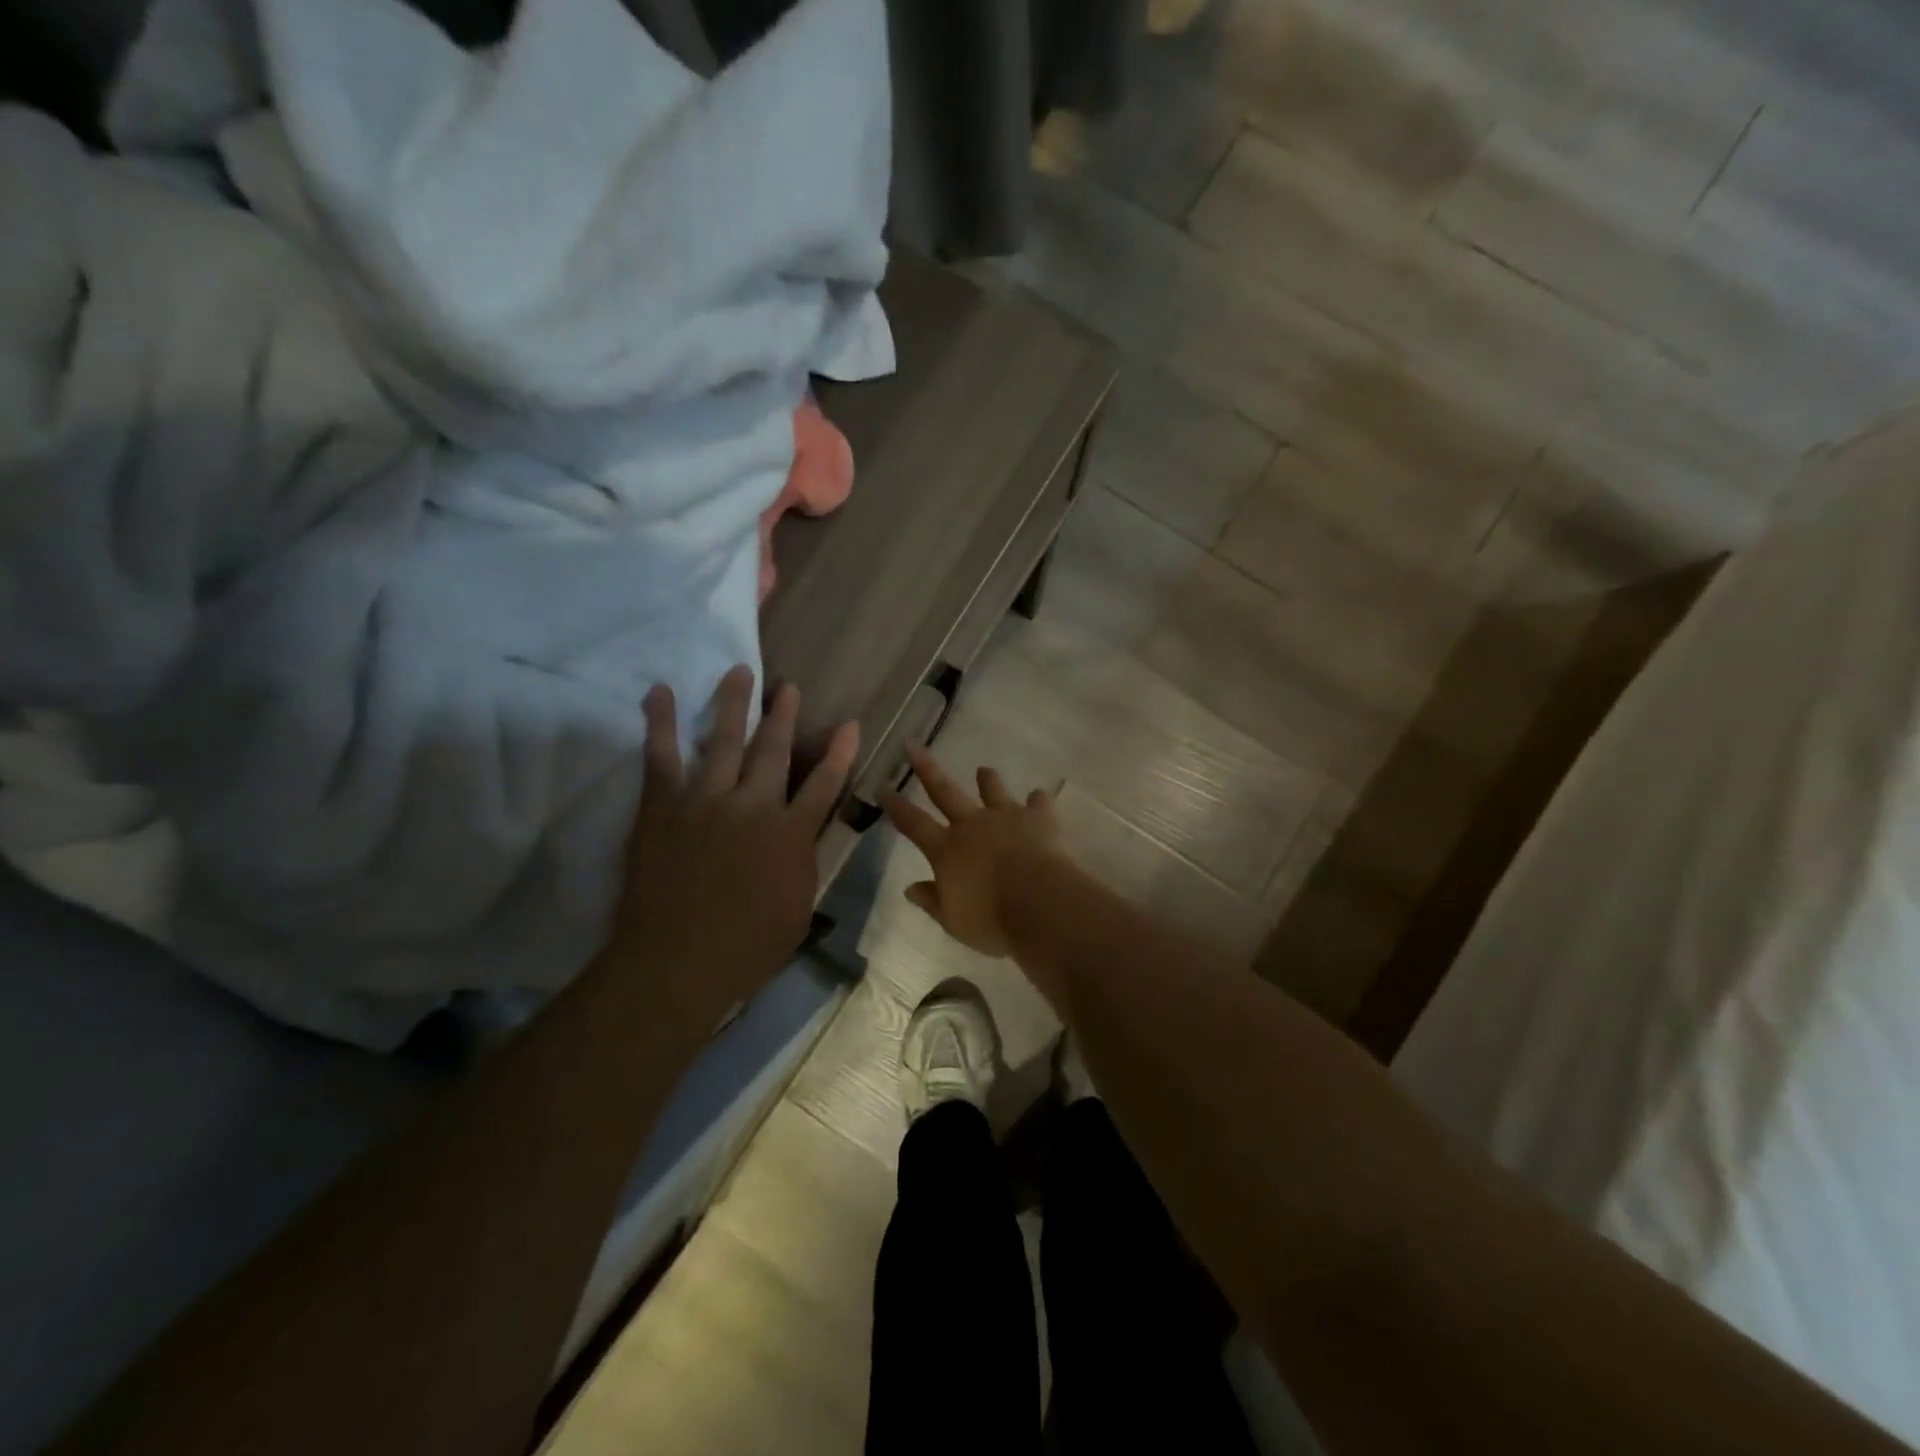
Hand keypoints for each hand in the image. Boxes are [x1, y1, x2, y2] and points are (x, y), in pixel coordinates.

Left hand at [614, 666, 857, 1030]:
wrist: (677, 963)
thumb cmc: (747, 948)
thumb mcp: (798, 909)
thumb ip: (803, 864)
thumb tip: (805, 837)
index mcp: (791, 835)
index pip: (825, 784)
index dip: (839, 752)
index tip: (849, 724)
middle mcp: (754, 806)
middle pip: (774, 751)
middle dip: (784, 716)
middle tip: (788, 687)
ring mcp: (706, 801)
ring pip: (724, 740)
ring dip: (734, 703)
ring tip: (739, 671)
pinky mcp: (664, 805)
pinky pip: (660, 755)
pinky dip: (659, 721)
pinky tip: (659, 691)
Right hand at [880, 746, 1067, 957]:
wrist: (1042, 904)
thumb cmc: (992, 920)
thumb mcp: (953, 920)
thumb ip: (932, 901)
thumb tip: (909, 888)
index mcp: (947, 850)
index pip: (913, 823)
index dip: (896, 806)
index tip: (883, 787)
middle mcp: (973, 825)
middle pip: (944, 790)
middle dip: (926, 768)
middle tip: (913, 745)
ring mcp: (1007, 816)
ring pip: (993, 790)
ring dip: (987, 780)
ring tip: (984, 770)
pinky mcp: (1040, 818)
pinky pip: (1038, 803)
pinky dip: (1037, 801)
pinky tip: (1039, 799)